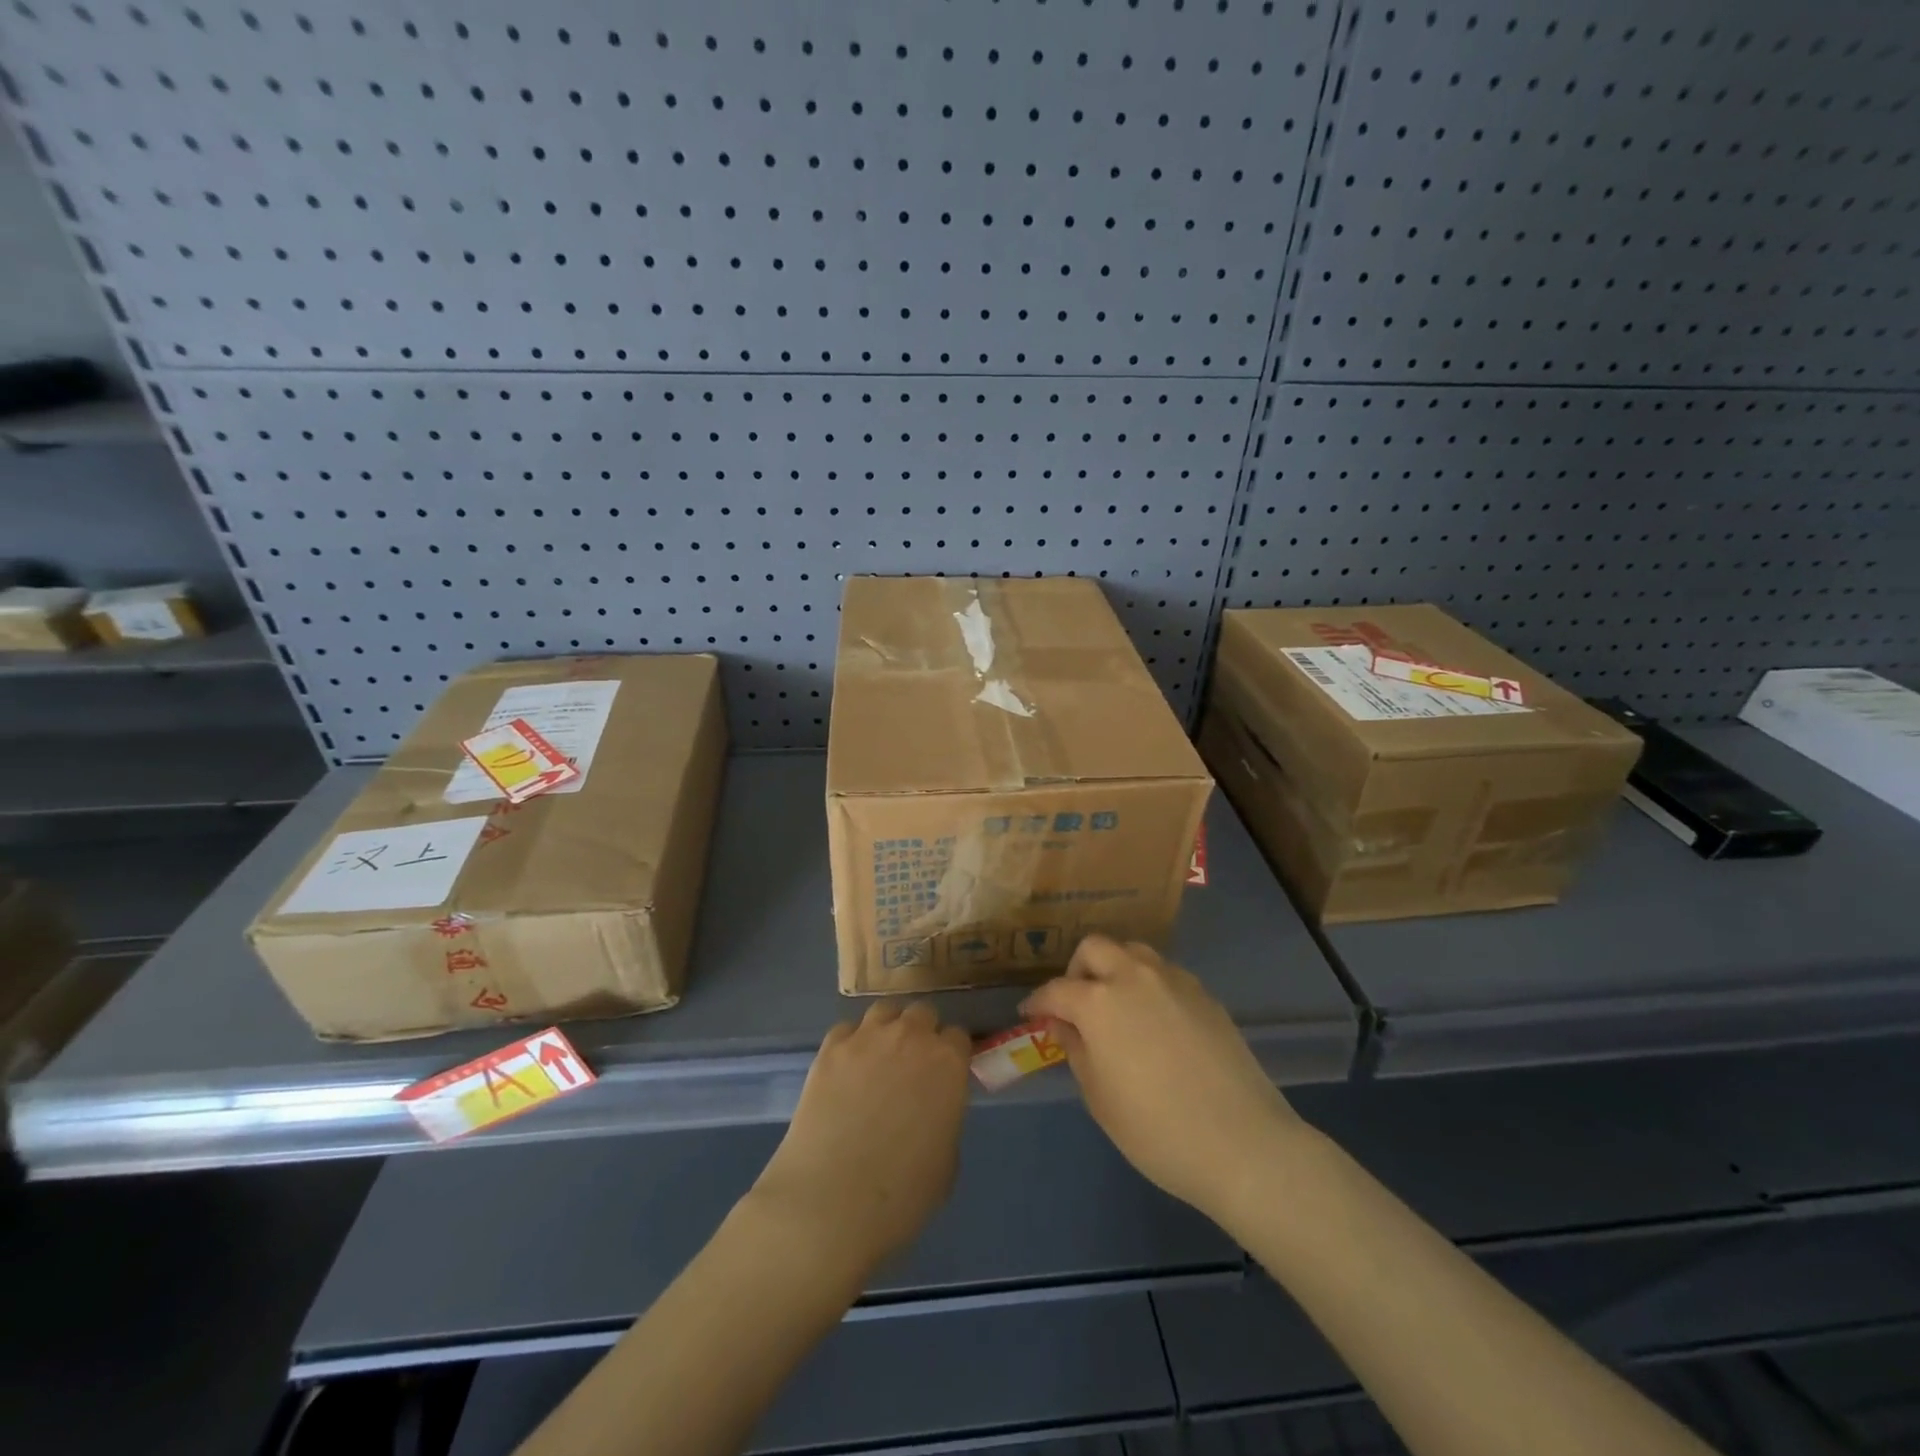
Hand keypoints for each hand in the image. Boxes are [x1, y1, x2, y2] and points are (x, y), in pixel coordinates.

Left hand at [748, 1001, 973, 1279]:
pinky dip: (851, 1043)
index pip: (958, 1037)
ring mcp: (867, 1037)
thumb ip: (945, 1117)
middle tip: (913, 1067)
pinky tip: (846, 1071)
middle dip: (922, 1034)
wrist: (831, 1202)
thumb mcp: (947, 1160)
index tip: (945, 1077)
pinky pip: (846, 1030)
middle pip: (922, 1013)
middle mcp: (911, 1037)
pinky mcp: (830, 1048)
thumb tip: (932, 1108)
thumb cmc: (902, 1195)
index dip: (953, 1056)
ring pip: (884, 1011)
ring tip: (879, 1059)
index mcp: (948, 1062)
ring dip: (888, 1029)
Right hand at [1021, 936, 1306, 1221]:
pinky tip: (1154, 1020)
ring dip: (1115, 968)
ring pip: (1133, 952)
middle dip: (1077, 970)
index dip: (1038, 1003)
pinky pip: (1164, 973)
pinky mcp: (1204, 994)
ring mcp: (1173, 980)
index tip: (1031, 1015)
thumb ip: (1077, 1051)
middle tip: (1077, 1004)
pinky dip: (1148, 984)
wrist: (1243, 1143)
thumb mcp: (1099, 1098)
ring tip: (1116, 1005)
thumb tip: (1066, 1026)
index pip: (1056, 990)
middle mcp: (1133, 976)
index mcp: (1099, 1001)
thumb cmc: (1157, 1130)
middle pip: (1094, 948)